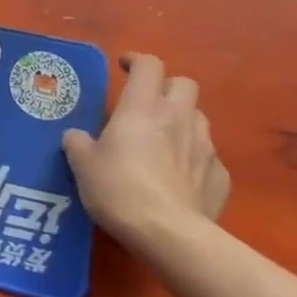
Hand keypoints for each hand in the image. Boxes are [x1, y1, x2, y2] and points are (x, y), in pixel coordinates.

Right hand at [62, 53, 230, 252]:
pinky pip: (209, 158)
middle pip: (185, 84)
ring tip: (164, 142)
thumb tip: (77, 137)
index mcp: (142, 107)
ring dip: (183, 122)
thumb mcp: (83, 165)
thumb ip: (78, 144)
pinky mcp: (220, 177)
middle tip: (148, 104)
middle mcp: (178, 118)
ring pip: (199, 118)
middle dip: (167, 88)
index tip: (123, 67)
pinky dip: (194, 160)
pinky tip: (180, 179)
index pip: (148, 65)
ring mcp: (205, 147)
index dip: (136, 60)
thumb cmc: (119, 189)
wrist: (169, 235)